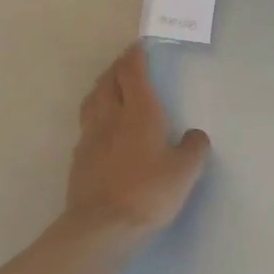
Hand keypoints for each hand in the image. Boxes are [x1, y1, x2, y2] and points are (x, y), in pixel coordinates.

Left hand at [66, 44, 210, 239]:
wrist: (102, 226)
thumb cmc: (148, 192)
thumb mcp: (185, 172)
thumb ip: (194, 148)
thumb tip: (195, 136)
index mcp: (139, 112)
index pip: (132, 73)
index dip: (135, 57)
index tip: (139, 47)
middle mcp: (111, 117)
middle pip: (108, 81)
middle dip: (117, 67)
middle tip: (126, 63)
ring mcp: (90, 137)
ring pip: (93, 100)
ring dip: (102, 86)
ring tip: (109, 85)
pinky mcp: (79, 158)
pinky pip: (86, 124)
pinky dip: (94, 114)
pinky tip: (100, 125)